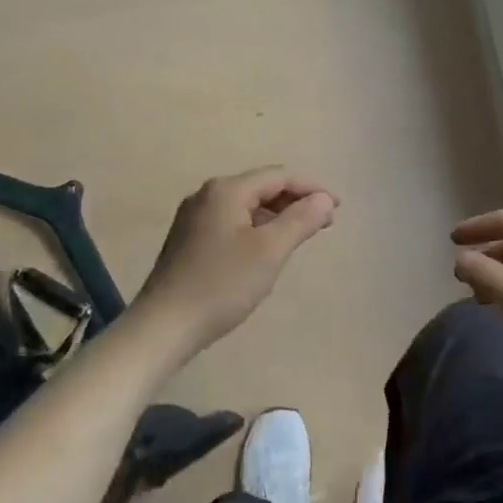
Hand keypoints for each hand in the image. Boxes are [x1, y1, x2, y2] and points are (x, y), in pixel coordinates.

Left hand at [134, 168, 338, 354]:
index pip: (279, 176)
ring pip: (246, 206)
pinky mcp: (189, 240)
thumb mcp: (269, 251)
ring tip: (300, 236)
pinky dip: (256, 228)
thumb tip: (324, 199)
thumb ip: (300, 220)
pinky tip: (266, 250)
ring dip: (276, 216)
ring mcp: (194, 218)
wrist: (164, 326)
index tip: (338, 208)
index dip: (311, 188)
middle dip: (295, 201)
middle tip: (324, 223)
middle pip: (261, 187)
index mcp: (226, 190)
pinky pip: (232, 222)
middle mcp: (207, 195)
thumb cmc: (222, 285)